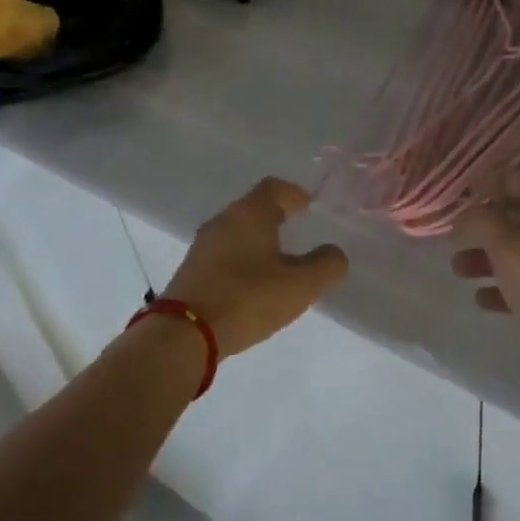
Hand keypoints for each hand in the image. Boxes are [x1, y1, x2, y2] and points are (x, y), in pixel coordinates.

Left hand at [164, 178, 348, 357]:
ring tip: (278, 260)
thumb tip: (334, 253)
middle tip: (297, 231)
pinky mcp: (191, 269)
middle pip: (253, 207)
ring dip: (257, 239)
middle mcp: (224, 220)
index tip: (308, 206)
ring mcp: (203, 245)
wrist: (184, 333)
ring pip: (237, 230)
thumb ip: (326, 265)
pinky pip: (224, 253)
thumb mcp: (300, 285)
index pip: (274, 187)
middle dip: (276, 216)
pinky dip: (241, 258)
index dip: (294, 193)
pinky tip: (251, 282)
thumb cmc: (247, 298)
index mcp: (250, 213)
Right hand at [453, 172, 519, 373]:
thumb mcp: (515, 256)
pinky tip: (482, 300)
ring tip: (458, 269)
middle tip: (455, 234)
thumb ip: (485, 225)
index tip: (466, 192)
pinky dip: (506, 288)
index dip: (498, 181)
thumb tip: (466, 213)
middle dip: (488, 224)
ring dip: (491, 257)